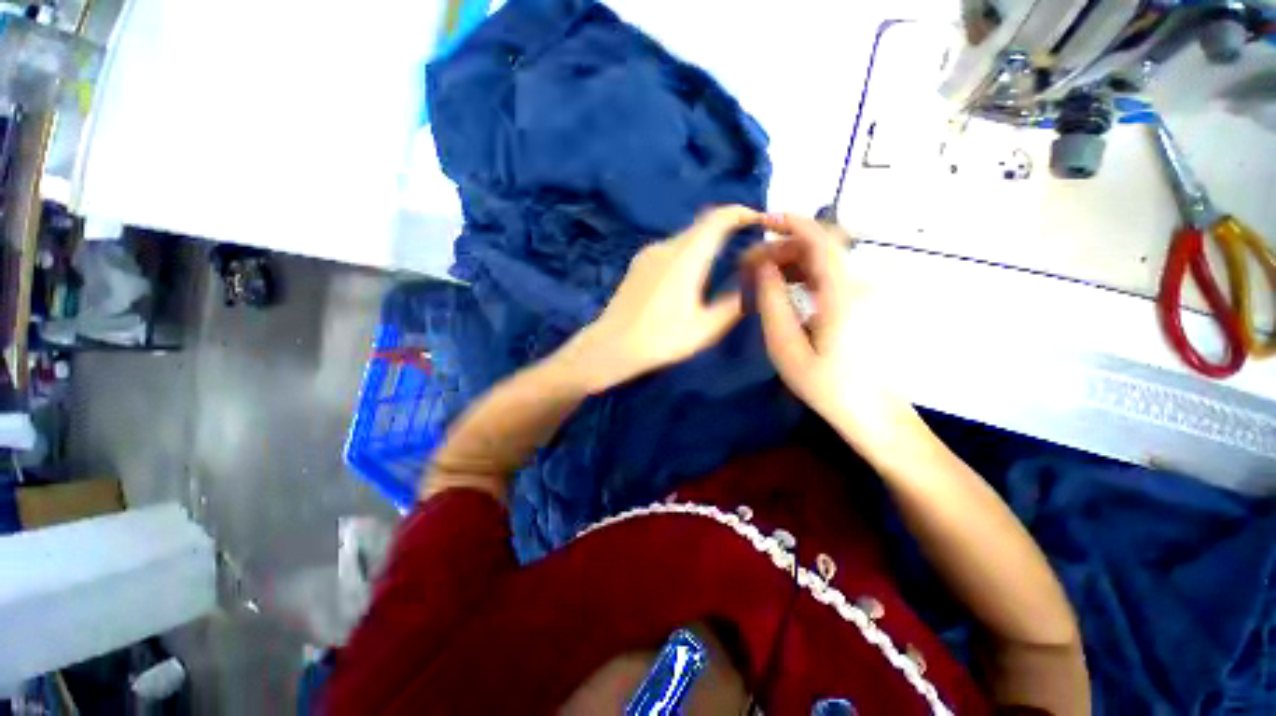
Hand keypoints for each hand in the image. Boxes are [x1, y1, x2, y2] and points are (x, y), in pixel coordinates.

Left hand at [565, 205, 760, 391]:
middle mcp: (665, 246)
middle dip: (727, 228)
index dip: (742, 213)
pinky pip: (670, 249)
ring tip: (722, 264)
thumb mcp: (706, 328)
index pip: (718, 218)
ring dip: (706, 242)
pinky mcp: (637, 264)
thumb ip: (734, 304)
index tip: (760, 221)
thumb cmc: (661, 339)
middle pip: (702, 225)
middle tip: (746, 247)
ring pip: (685, 237)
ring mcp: (648, 254)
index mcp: (686, 257)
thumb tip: (753, 285)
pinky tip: (690, 276)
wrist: (611, 347)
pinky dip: (688, 252)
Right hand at [745, 213, 922, 451]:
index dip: (791, 223)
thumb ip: (772, 303)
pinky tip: (785, 291)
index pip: (820, 239)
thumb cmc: (827, 385)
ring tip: (761, 279)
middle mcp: (860, 283)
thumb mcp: (787, 347)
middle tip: (749, 267)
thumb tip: (762, 267)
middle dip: (782, 248)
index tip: (761, 223)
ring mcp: (866, 292)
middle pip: (820, 247)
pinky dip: (804, 275)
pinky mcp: (864, 302)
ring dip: (791, 262)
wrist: (873, 414)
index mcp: (843, 293)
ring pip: (825, 260)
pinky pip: (831, 276)